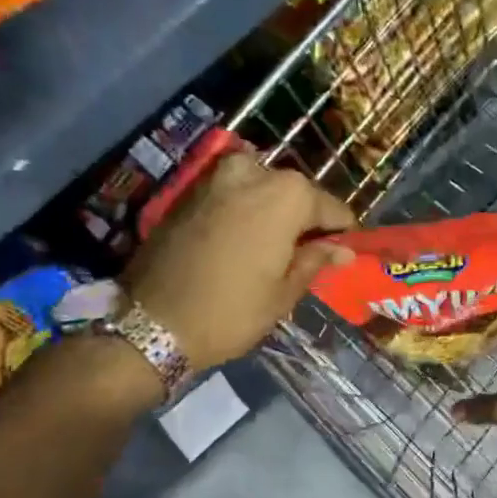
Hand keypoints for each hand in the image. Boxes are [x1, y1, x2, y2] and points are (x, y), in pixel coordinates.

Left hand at [123, 154, 355, 368]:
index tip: (345, 250)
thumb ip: (315, 261)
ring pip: (262, 187)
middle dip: (305, 218)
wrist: (151, 323)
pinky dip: (245, 210)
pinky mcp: (189, 191)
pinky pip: (232, 194)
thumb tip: (343, 250)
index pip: (331, 207)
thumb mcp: (283, 293)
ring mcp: (216, 178)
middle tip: (309, 252)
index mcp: (287, 195)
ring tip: (276, 246)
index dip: (341, 231)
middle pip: (295, 192)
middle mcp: (253, 174)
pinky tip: (244, 241)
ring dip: (274, 211)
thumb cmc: (231, 312)